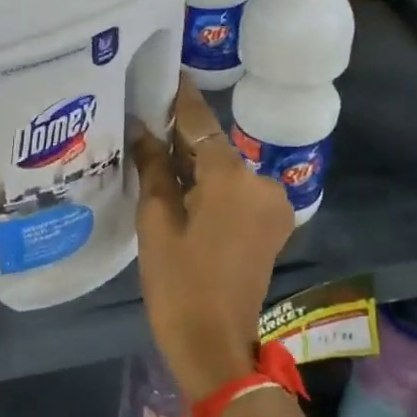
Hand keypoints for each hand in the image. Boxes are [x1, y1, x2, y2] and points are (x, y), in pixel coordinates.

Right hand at [130, 78, 294, 403]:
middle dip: (182, 137)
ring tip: (156, 156)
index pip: (201, 123)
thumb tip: (144, 131)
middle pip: (215, 147)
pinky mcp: (272, 224)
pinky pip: (237, 191)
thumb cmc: (178, 283)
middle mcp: (261, 182)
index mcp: (231, 178)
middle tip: (146, 121)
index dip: (180, 98)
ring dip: (196, 164)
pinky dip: (211, 185)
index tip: (165, 72)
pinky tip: (181, 186)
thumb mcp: (156, 222)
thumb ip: (153, 169)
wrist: (216, 345)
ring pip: (226, 170)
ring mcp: (272, 204)